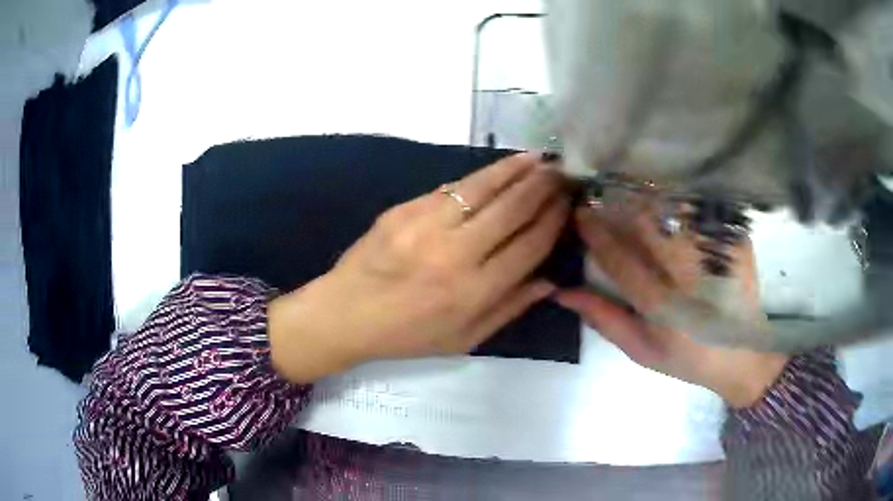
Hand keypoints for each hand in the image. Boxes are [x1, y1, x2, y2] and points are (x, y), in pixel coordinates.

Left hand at [269, 153, 569, 382]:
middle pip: (513, 209)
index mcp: (474, 292)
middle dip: (543, 186)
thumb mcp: (465, 339)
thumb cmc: (408, 335)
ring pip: (484, 188)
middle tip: (561, 171)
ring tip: (538, 158)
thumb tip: (550, 280)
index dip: (554, 219)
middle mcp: (456, 255)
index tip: (568, 203)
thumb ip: (510, 309)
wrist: (347, 313)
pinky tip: (498, 170)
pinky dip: (481, 177)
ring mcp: (427, 227)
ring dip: (516, 169)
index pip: (529, 245)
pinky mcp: (405, 210)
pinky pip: (452, 188)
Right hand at [556, 202, 788, 407]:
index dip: (596, 233)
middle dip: (619, 204)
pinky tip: (668, 200)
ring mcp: (715, 253)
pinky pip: (699, 211)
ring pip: (673, 210)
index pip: (620, 259)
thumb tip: (563, 292)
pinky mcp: (734, 241)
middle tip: (601, 194)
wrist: (742, 353)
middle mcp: (689, 275)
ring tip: (630, 191)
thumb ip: (604, 319)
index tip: (580, 214)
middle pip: (647, 224)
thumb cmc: (688, 357)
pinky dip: (678, 201)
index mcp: (663, 306)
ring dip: (646, 197)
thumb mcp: (642, 350)